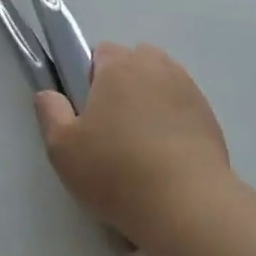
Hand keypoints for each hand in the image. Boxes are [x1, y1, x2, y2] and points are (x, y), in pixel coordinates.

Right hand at [34, 42, 231, 246]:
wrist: (186, 203)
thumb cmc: (116, 171)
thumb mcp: (64, 149)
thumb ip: (51, 114)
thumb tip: (46, 93)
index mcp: (119, 65)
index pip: (101, 52)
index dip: (91, 78)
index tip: (89, 113)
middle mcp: (155, 65)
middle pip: (134, 62)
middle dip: (123, 86)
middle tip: (112, 129)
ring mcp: (186, 87)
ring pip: (160, 83)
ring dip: (150, 101)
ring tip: (142, 145)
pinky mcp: (208, 114)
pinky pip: (182, 106)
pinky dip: (173, 121)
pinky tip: (167, 157)